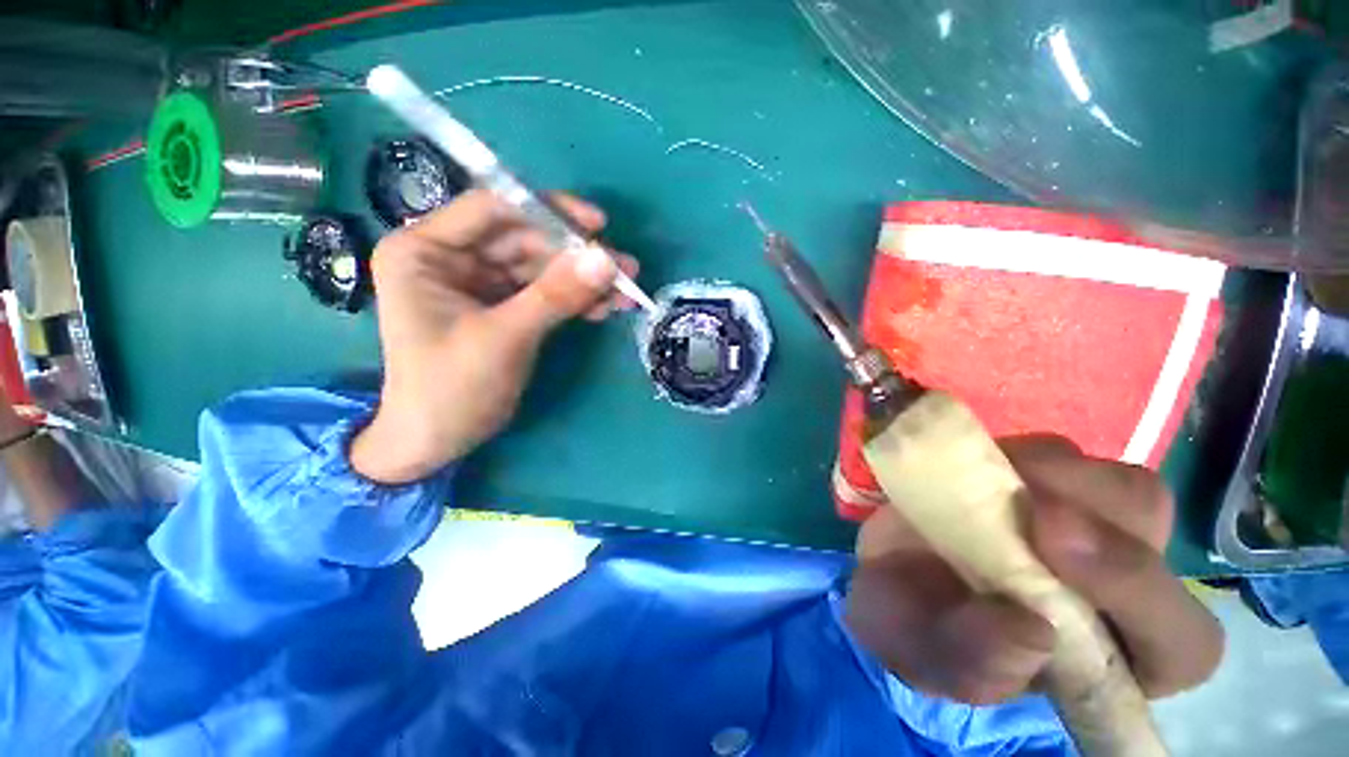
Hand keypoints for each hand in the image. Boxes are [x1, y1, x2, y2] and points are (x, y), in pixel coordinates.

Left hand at [350, 190, 636, 483]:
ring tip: (627, 291)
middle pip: (526, 240)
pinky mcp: (504, 306)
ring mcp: (481, 283)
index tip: (597, 226)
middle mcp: (452, 258)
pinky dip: (576, 300)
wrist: (439, 440)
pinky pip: (546, 293)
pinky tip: (606, 308)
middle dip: (577, 256)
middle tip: (625, 268)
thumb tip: (607, 260)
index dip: (547, 212)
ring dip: (584, 280)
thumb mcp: (504, 337)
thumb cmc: (451, 388)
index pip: (492, 210)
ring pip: (543, 268)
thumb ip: (556, 296)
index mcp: (425, 250)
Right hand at [846, 436, 1223, 703]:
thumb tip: (1035, 631)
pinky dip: (1021, 454)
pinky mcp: (1040, 482)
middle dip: (1103, 518)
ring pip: (1123, 487)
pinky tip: (973, 464)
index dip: (1138, 592)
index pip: (1182, 643)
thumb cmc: (912, 626)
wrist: (878, 568)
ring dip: (1063, 475)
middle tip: (1028, 504)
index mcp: (1108, 655)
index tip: (1052, 545)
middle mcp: (1113, 586)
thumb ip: (976, 662)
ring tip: (991, 478)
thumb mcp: (929, 657)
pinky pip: (1057, 455)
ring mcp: (1082, 525)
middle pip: (1163, 548)